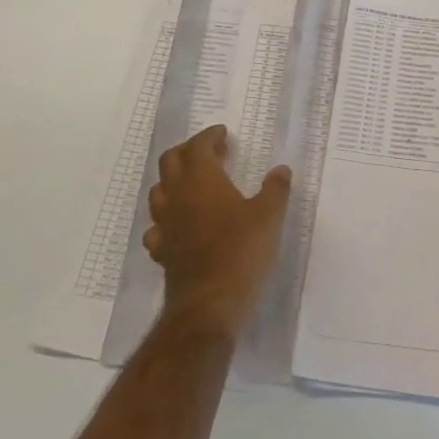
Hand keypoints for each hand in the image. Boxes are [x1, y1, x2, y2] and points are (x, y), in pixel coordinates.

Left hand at [144, 125, 291, 340]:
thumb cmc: (241, 251)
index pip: (197, 146)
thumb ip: (275, 189)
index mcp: (202, 179)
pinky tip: (181, 225)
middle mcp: (177, 196)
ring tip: (194, 184)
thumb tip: (281, 170)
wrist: (209, 304)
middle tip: (209, 152)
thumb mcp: (269, 216)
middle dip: (188, 151)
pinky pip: (157, 226)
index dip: (209, 136)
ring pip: (158, 191)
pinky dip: (168, 218)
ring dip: (173, 181)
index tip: (223, 134)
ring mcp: (165, 224)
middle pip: (170, 161)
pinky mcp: (162, 251)